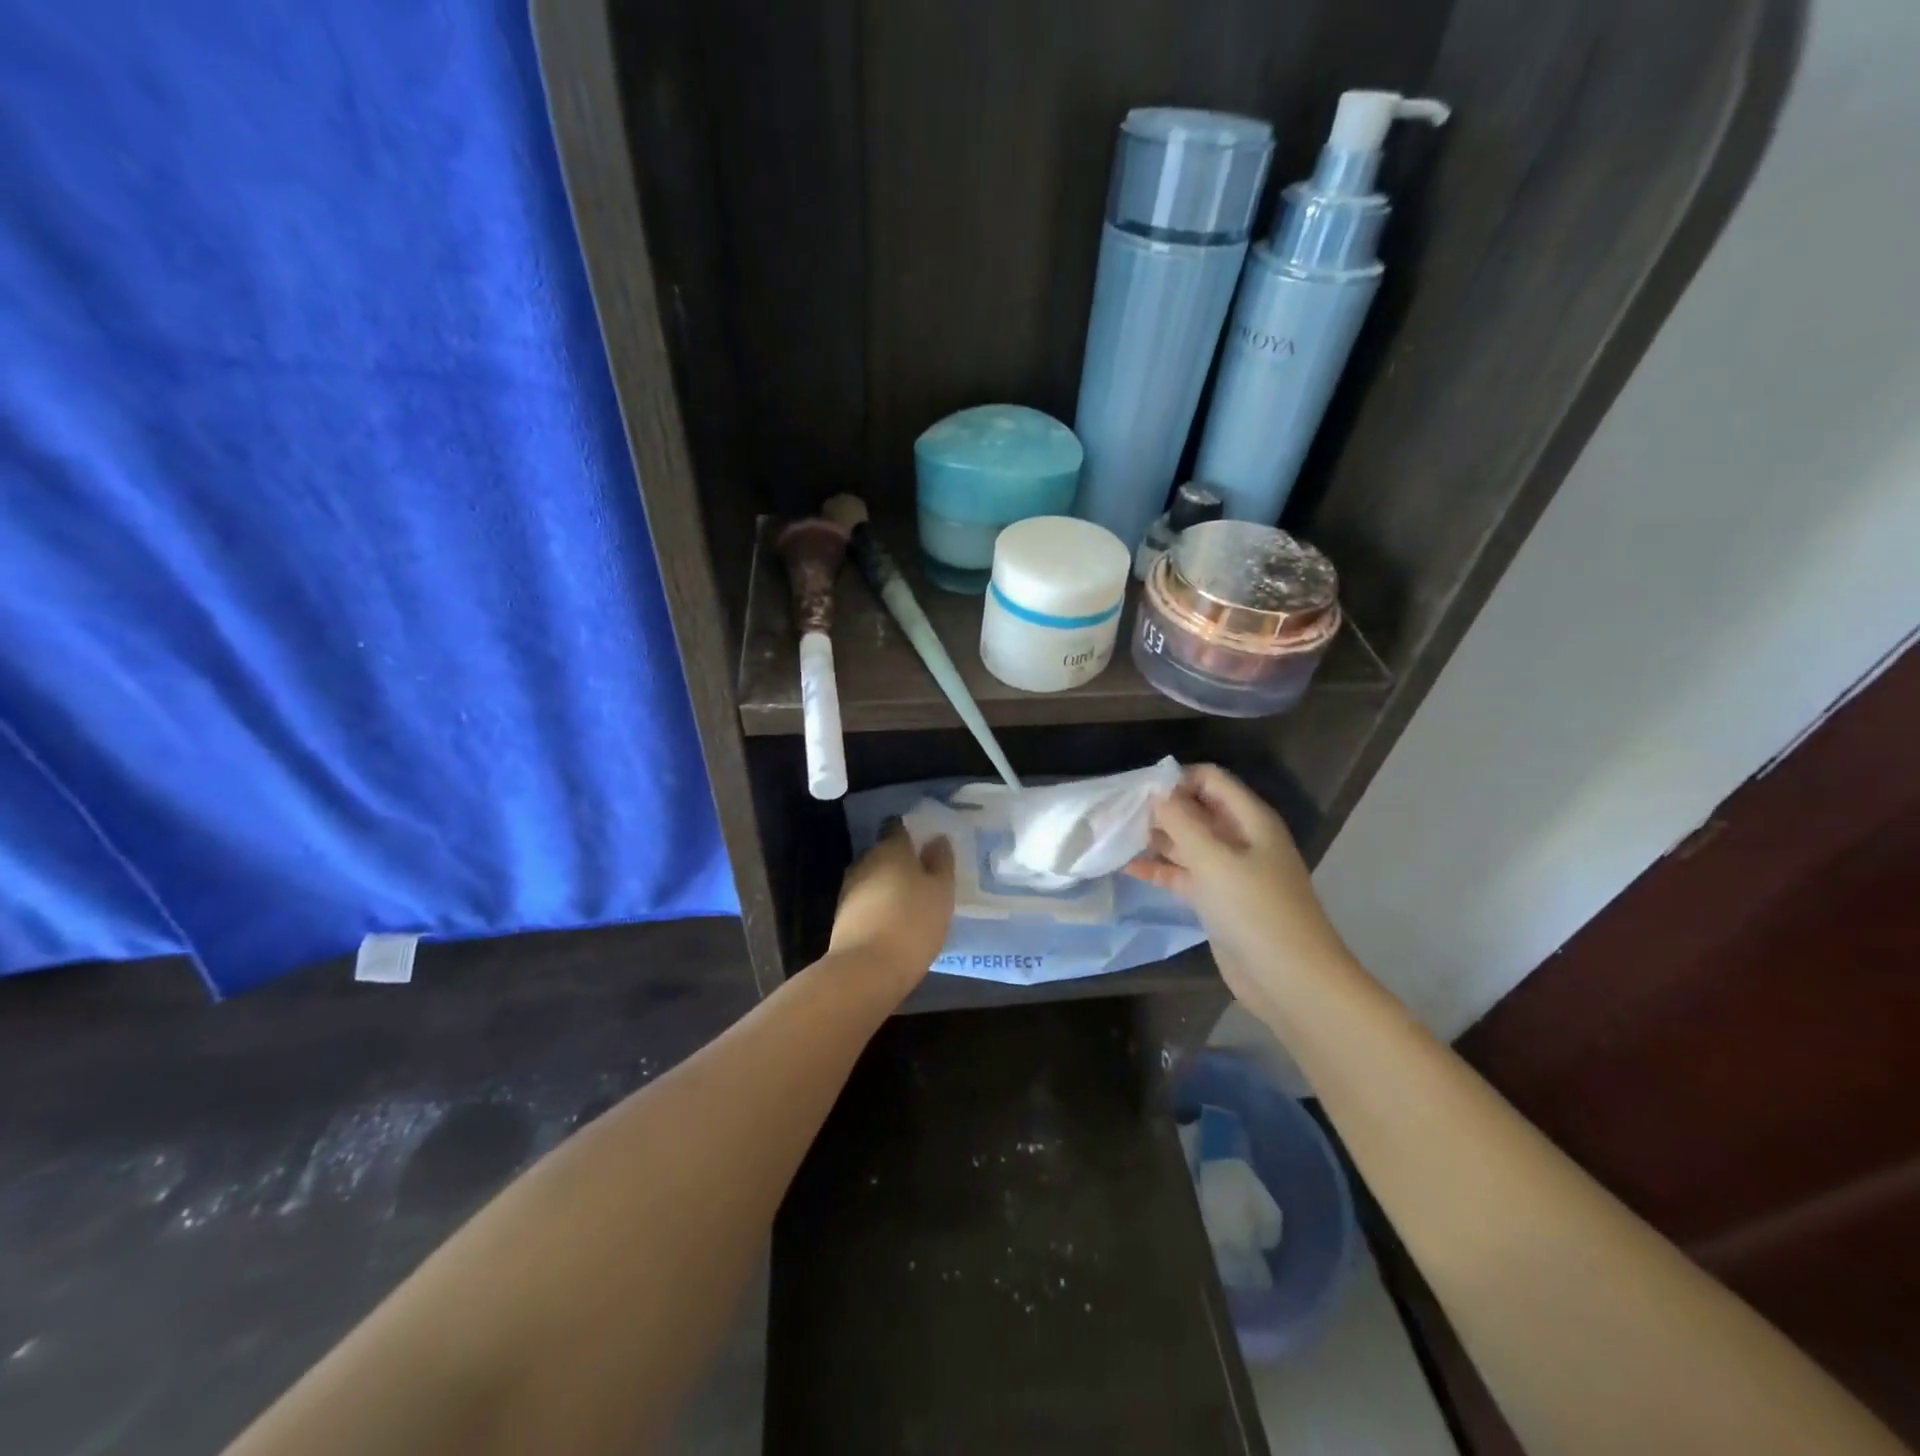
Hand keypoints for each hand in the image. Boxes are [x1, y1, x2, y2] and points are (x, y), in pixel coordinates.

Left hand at [828, 825, 954, 996]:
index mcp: (891, 848)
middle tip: (922, 876)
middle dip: (900, 861)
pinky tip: (893, 922)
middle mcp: (866, 861)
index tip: (925, 844)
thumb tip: (937, 839)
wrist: (866, 969)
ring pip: (873, 877)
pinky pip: (865, 901)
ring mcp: (849, 888)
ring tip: (910, 902)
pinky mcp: (842, 915)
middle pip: (884, 852)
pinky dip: (878, 906)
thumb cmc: (913, 922)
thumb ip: (941, 862)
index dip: (910, 832)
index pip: (897, 827)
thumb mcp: (941, 892)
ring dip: (888, 885)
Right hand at [1127, 765, 1353, 1015]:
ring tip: (1116, 836)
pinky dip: (1160, 870)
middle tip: (1117, 813)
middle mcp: (1240, 839)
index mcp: (1250, 819)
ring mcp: (1229, 871)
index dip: (1176, 779)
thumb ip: (1182, 822)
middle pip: (1197, 810)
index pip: (1210, 780)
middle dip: (1160, 809)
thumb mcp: (1214, 859)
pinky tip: (1128, 867)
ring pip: (1188, 843)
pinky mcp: (1217, 900)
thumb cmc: (1255, 910)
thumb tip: (1157, 793)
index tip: (1138, 790)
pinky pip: (1184, 875)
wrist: (1289, 979)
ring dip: (1156, 839)